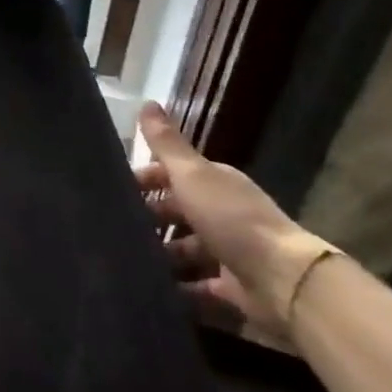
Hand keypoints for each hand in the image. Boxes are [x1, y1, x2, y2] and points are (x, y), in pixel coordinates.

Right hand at [135, 102, 331, 343]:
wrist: (281, 279)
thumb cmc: (231, 219)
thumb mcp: (192, 175)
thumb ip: (167, 144)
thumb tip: (147, 102)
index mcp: (215, 184)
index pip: (172, 174)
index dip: (144, 179)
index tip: (112, 190)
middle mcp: (222, 213)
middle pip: (177, 213)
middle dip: (147, 219)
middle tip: (110, 228)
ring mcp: (227, 252)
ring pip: (183, 250)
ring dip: (159, 255)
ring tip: (123, 261)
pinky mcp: (230, 288)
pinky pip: (195, 287)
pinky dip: (175, 290)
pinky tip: (148, 290)